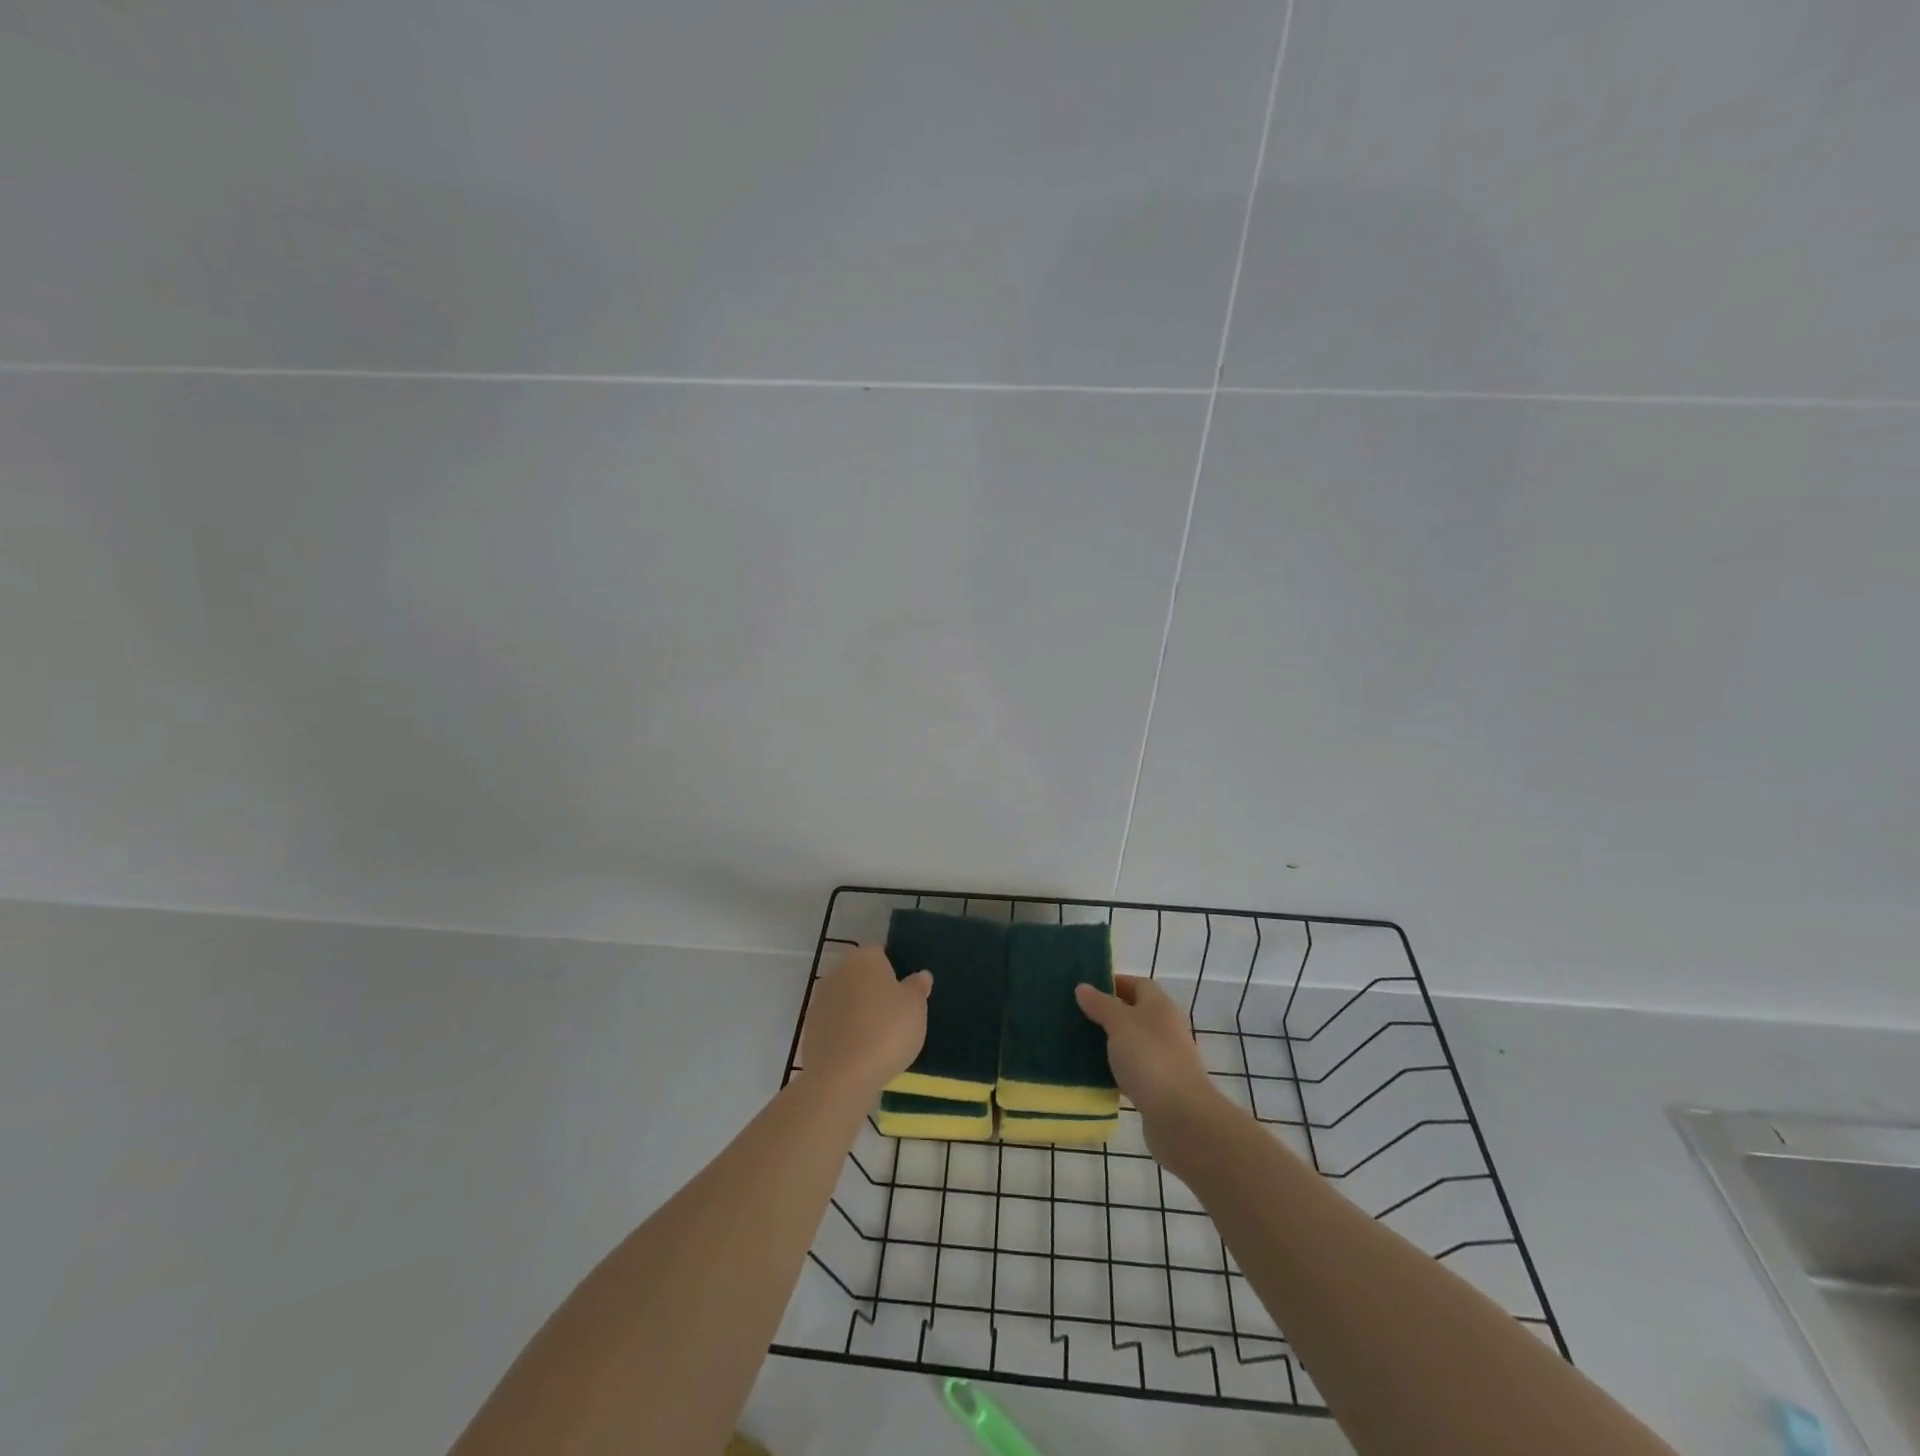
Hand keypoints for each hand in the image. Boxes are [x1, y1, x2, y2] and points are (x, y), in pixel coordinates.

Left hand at [801, 945, 931, 1100]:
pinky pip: (835, 1025)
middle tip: (896, 1013)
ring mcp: (819, 1001)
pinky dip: (846, 1034)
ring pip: (846, 1000)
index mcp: (864, 958)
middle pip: (860, 975)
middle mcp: (837, 972)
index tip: (906, 989)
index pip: (880, 952)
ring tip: (879, 1037)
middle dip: (875, 990)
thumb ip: (917, 988)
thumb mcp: (915, 1007)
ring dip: (858, 1012)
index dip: (894, 968)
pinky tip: (860, 1053)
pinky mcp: (810, 1030)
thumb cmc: (886, 1031)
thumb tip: (920, 975)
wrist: (842, 1077)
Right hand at [1075, 975, 1223, 1152]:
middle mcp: (1165, 1028)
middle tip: (1076, 1017)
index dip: (1114, 983)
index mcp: (1160, 1006)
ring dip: (1110, 1044)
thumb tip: (1083, 987)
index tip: (1086, 990)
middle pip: (1135, 1013)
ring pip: (1132, 1043)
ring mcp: (1164, 1059)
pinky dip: (1116, 1070)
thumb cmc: (1150, 1058)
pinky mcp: (1159, 1088)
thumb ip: (1101, 1005)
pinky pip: (1133, 1070)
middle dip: (1107, 1014)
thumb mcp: (1120, 1024)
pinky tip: (1095, 1075)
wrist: (1180, 1117)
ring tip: (1079, 1045)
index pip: (1138, 984)